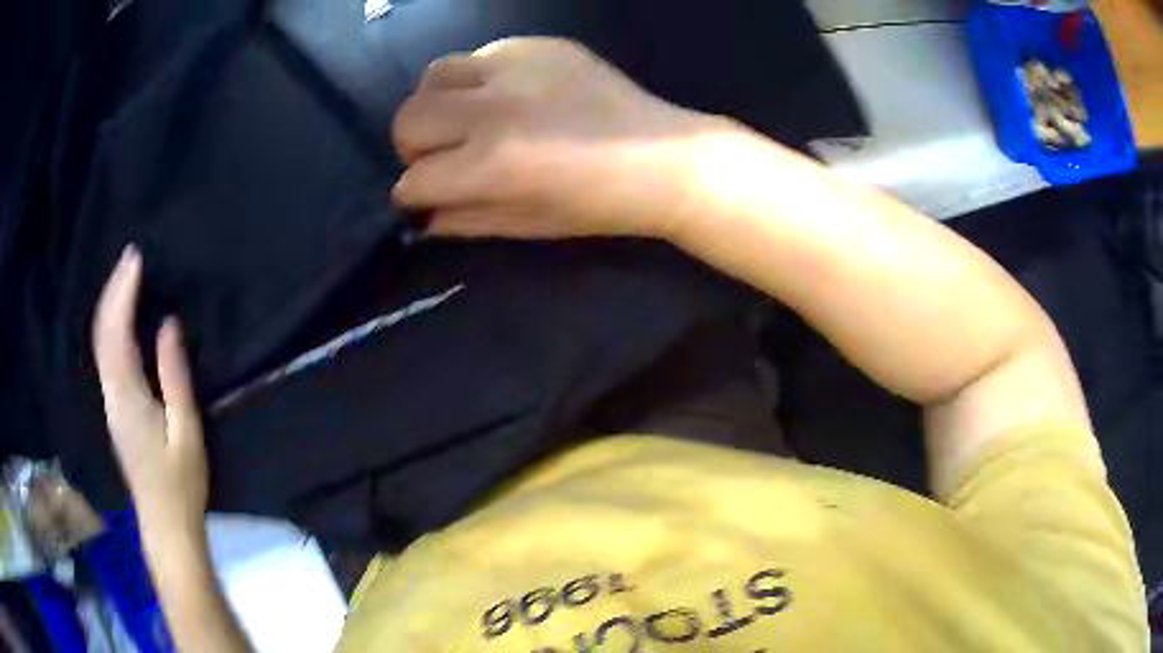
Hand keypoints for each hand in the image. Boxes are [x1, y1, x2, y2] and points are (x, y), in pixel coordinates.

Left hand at [93, 245, 207, 533]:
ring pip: (101, 344)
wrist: (165, 523)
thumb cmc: (180, 482)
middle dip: (113, 291)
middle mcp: (111, 394)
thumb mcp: (186, 431)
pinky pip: (106, 357)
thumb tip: (168, 326)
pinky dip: (111, 327)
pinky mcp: (114, 410)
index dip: (123, 293)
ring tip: (125, 277)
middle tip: (129, 257)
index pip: (117, 333)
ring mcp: (110, 403)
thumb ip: (175, 378)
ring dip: (110, 305)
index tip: (135, 259)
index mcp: (128, 397)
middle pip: (103, 333)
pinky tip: (120, 318)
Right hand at [392, 37, 737, 240]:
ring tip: (465, 116)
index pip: (413, 179)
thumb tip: (423, 216)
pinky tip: (507, 93)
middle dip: (413, 146)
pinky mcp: (535, 45)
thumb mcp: (528, 225)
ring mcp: (514, 67)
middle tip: (442, 154)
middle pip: (408, 119)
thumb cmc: (599, 204)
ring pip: (433, 75)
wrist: (664, 158)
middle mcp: (493, 109)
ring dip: (436, 102)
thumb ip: (465, 219)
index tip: (424, 196)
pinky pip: (478, 54)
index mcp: (493, 165)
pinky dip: (477, 79)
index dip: (413, 195)